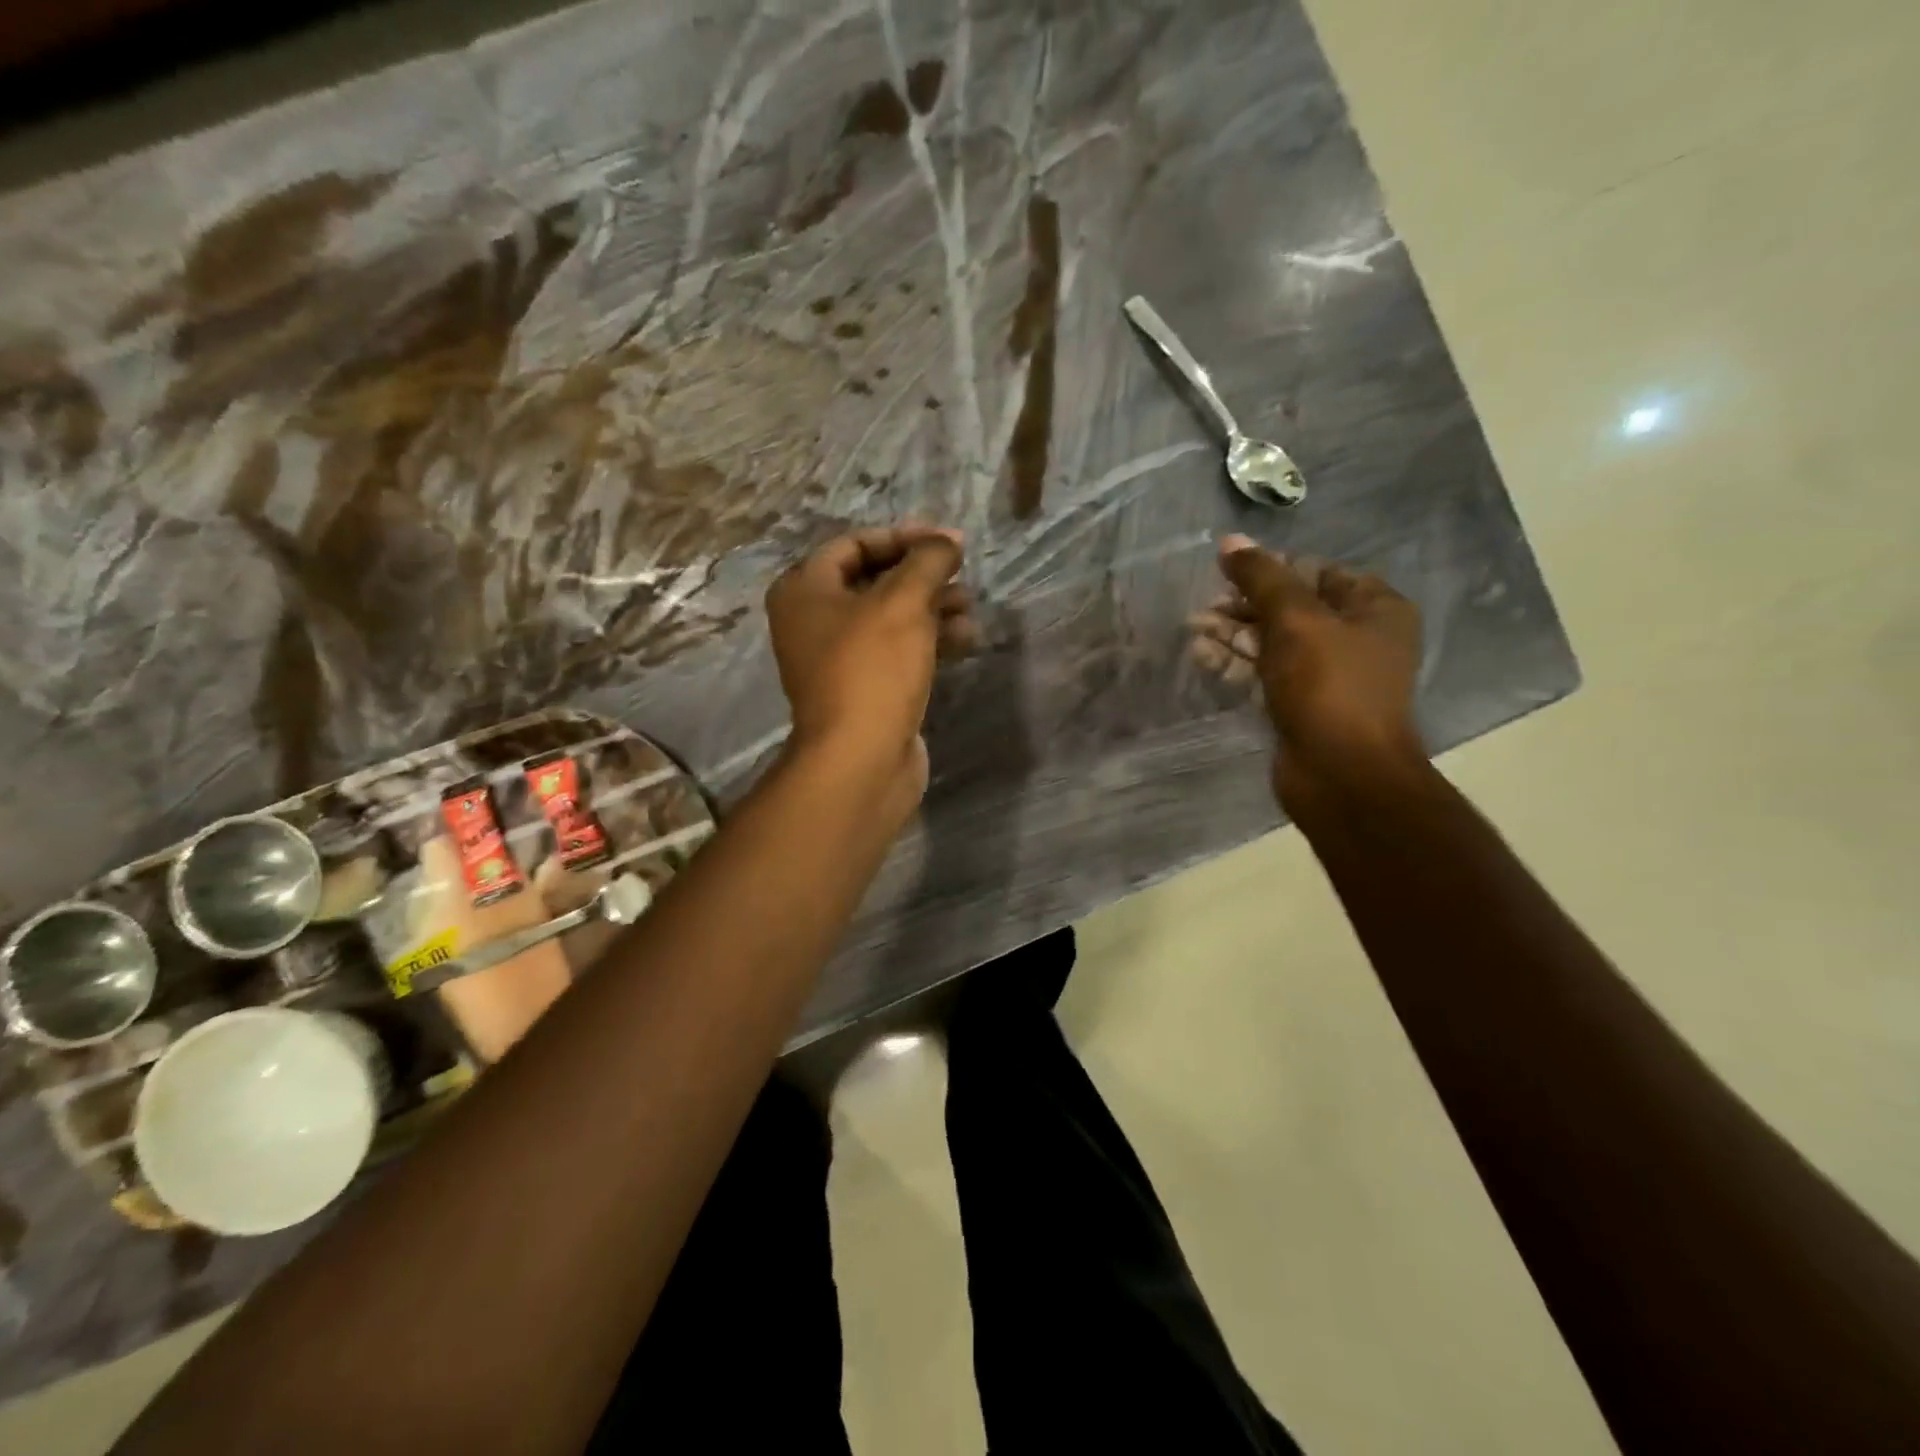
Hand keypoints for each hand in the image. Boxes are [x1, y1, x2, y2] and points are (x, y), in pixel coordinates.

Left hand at [766, 523, 975, 811]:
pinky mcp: (864, 689)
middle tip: (963, 574)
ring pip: (891, 619)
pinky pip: (898, 652)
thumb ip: (928, 561)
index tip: (947, 542)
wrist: (860, 760)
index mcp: (804, 590)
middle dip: (923, 576)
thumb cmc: (872, 669)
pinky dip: (929, 641)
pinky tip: (966, 639)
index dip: (903, 537)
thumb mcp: (903, 602)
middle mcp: (814, 621)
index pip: (855, 543)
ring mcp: (838, 660)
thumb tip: (947, 541)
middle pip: (875, 581)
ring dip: (933, 608)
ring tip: (971, 609)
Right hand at [1190, 535, 1424, 813]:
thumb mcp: (1296, 621)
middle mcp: (1356, 638)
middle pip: (1290, 608)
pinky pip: (1266, 674)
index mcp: (1374, 608)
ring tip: (1193, 630)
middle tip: (1203, 609)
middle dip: (1244, 606)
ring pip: (1273, 643)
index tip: (1227, 574)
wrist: (1342, 774)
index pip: (1317, 572)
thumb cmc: (1329, 686)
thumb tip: (1230, 541)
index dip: (1271, 570)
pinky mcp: (1301, 705)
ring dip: (1233, 635)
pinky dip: (1237, 664)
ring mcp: (1327, 675)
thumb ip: (1262, 578)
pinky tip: (1202, 656)